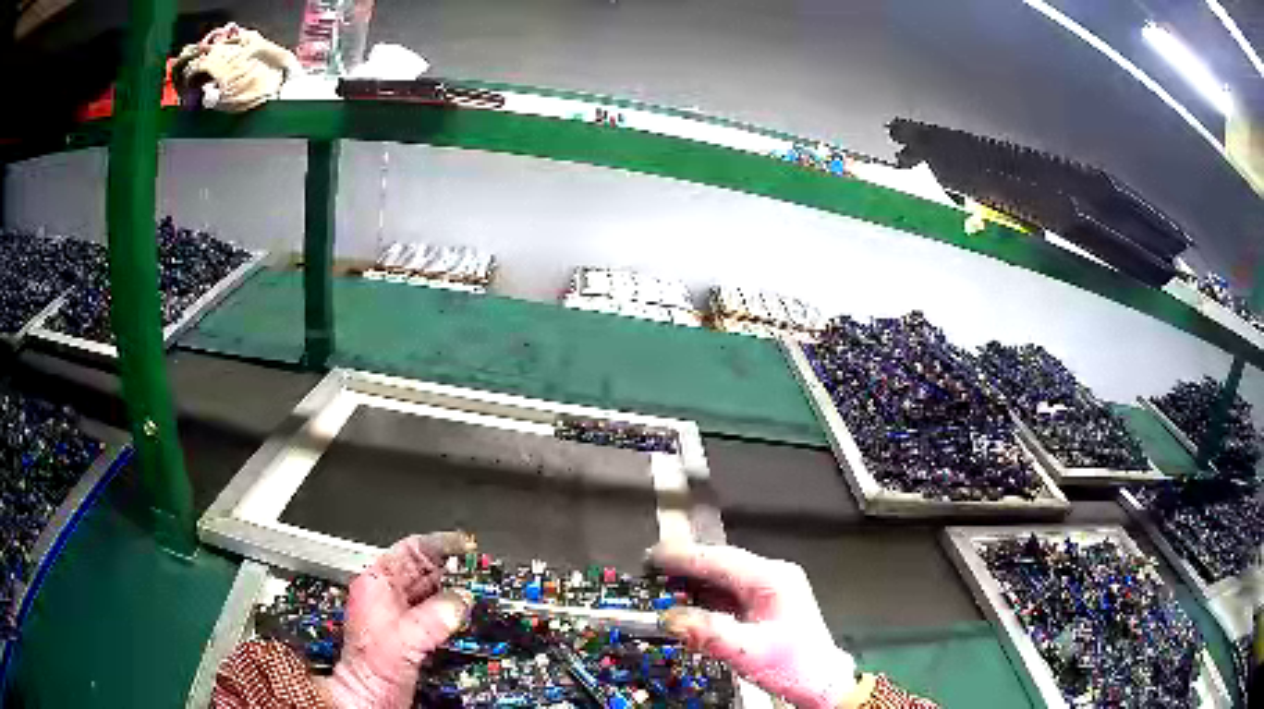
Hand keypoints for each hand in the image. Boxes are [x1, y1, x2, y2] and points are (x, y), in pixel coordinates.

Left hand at [321, 532, 475, 708]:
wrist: (369, 698)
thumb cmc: (369, 670)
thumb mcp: (404, 639)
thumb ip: (433, 618)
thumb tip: (460, 601)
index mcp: (375, 584)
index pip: (410, 550)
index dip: (439, 544)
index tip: (465, 545)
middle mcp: (387, 596)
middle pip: (425, 570)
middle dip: (452, 569)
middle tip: (479, 569)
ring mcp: (399, 615)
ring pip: (432, 592)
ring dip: (455, 592)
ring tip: (479, 590)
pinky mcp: (411, 634)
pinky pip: (437, 613)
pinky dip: (453, 612)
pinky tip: (468, 616)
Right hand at [649, 541, 856, 708]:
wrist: (820, 680)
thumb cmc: (793, 665)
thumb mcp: (748, 652)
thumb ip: (708, 633)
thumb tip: (670, 618)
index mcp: (773, 579)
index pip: (721, 560)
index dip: (684, 556)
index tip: (654, 554)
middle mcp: (773, 575)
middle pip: (722, 563)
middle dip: (686, 565)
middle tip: (651, 567)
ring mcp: (771, 587)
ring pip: (725, 576)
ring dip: (695, 580)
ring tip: (663, 583)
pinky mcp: (766, 602)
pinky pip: (730, 591)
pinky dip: (707, 594)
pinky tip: (689, 601)